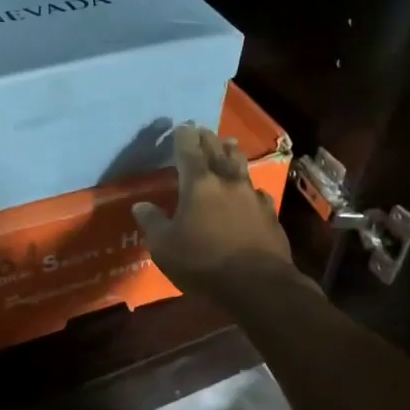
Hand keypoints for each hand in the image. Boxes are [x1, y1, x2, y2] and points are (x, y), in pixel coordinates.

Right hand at [131, 124, 305, 299]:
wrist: (256, 283)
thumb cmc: (203, 262)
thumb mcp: (165, 246)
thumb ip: (152, 223)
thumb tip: (140, 205)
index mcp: (198, 185)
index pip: (189, 151)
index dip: (183, 137)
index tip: (181, 126)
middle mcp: (226, 183)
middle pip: (217, 152)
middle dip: (208, 139)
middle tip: (203, 129)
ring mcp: (252, 197)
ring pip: (241, 167)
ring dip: (233, 153)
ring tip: (230, 143)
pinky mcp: (269, 215)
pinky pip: (257, 192)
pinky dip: (250, 187)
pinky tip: (251, 191)